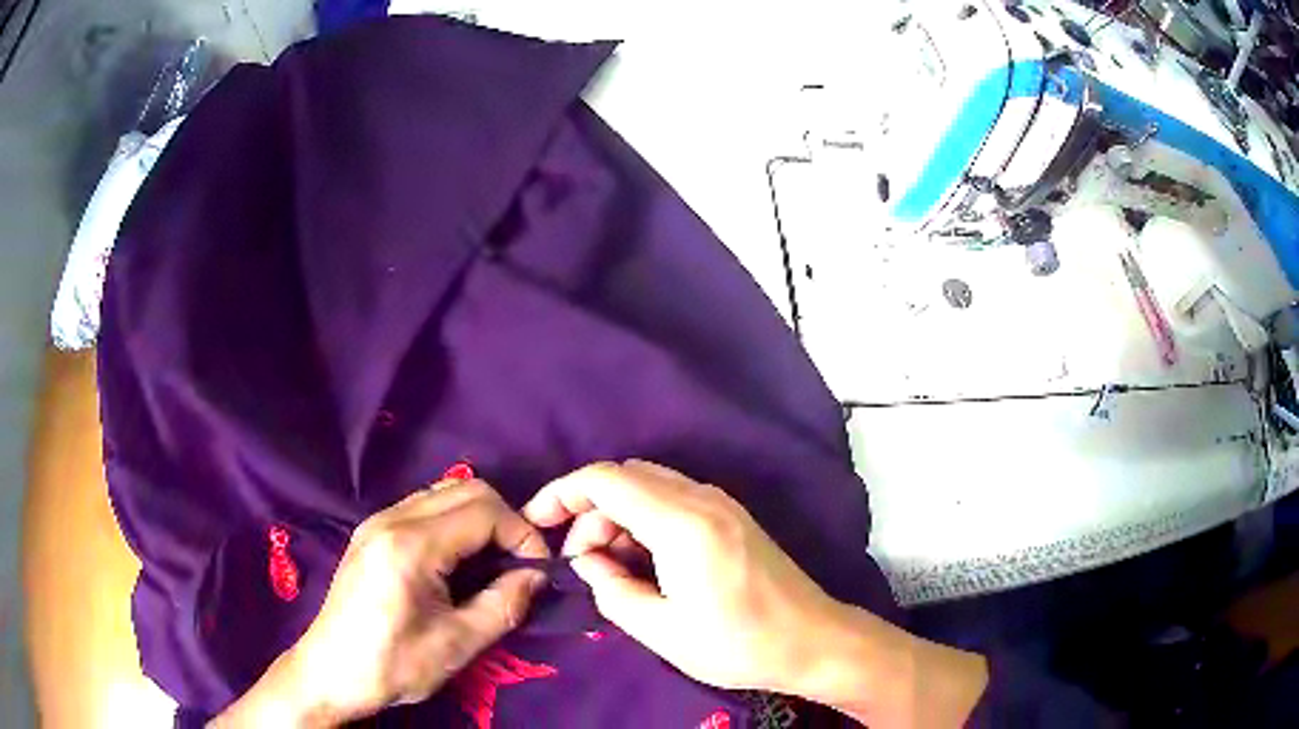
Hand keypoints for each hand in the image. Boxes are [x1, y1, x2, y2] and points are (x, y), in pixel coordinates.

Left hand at [212, 479, 549, 727]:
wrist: (330, 672)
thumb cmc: (393, 664)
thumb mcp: (456, 644)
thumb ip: (503, 605)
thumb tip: (536, 576)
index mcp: (411, 545)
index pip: (485, 511)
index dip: (523, 535)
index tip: (538, 571)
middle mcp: (392, 518)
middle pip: (467, 489)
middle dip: (505, 521)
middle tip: (519, 565)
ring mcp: (377, 521)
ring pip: (445, 493)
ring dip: (479, 519)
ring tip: (493, 564)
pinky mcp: (371, 532)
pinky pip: (424, 507)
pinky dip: (454, 523)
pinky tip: (457, 563)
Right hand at [523, 460, 841, 693]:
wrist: (812, 640)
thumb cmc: (738, 643)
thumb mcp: (662, 630)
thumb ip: (612, 591)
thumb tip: (587, 563)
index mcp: (682, 523)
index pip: (606, 481)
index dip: (561, 493)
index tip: (535, 522)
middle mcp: (702, 499)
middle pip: (626, 478)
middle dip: (589, 511)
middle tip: (579, 563)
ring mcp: (721, 504)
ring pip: (649, 487)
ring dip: (617, 516)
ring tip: (608, 569)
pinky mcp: (731, 517)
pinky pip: (673, 501)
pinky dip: (644, 521)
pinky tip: (642, 562)